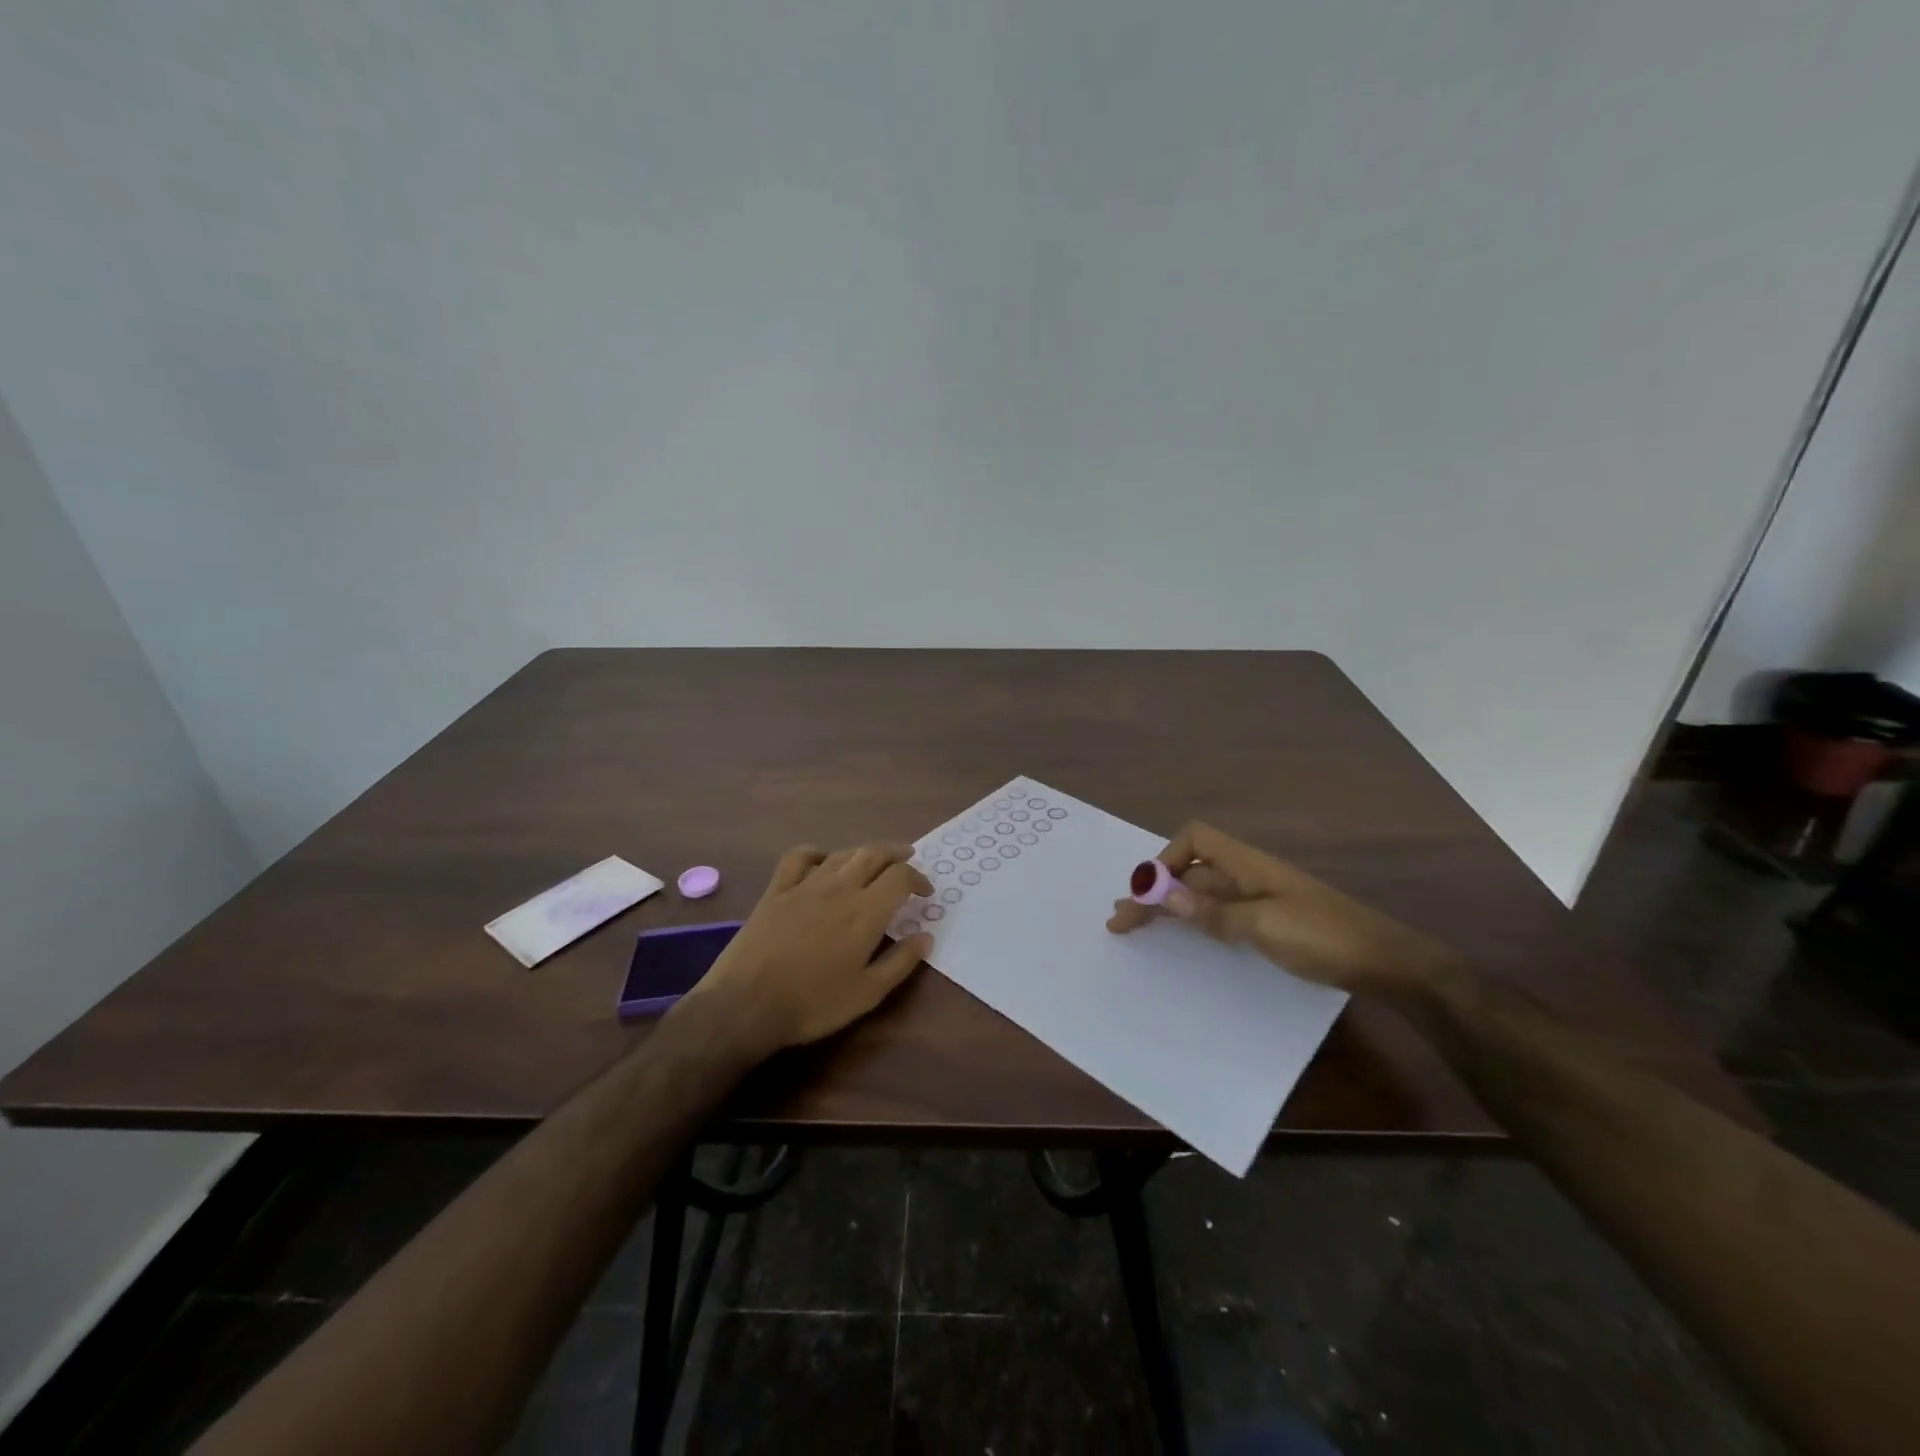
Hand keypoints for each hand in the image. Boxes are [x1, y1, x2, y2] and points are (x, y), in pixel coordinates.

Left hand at [681, 842, 932, 1054]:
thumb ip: (901, 962)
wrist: (747, 1004)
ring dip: (862, 853)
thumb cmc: (813, 1003)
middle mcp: (840, 888)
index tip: (925, 892)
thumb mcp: (867, 993)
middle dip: (895, 853)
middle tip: (907, 859)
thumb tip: (926, 937)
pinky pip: (798, 858)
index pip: (901, 877)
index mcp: (866, 911)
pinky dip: (815, 853)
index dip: (918, 879)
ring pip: (841, 854)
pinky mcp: (776, 890)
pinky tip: (821, 860)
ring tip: (871, 861)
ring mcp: (805, 885)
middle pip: (873, 854)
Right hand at [1106, 822, 1453, 995]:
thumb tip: (1165, 895)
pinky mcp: (1268, 921)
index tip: (1145, 894)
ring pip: (1202, 893)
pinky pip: (1220, 913)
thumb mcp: (1265, 926)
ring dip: (1169, 905)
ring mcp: (1259, 898)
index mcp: (1247, 864)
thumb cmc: (1325, 937)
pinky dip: (1195, 920)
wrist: (1387, 963)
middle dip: (1154, 890)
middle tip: (1121, 919)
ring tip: (1137, 926)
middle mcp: (1248, 874)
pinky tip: (1185, 935)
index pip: (1193, 840)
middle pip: (1191, 870)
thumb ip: (1214, 912)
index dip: (1164, 860)